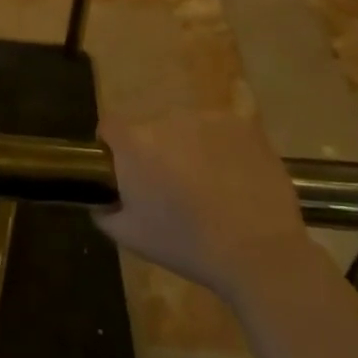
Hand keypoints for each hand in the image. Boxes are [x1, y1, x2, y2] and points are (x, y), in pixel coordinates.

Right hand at [93, 111, 308, 299]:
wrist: (257, 254)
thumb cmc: (186, 245)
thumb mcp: (130, 236)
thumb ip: (104, 210)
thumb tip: (99, 199)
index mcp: (134, 144)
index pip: (109, 127)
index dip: (113, 147)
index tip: (125, 171)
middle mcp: (166, 120)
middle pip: (151, 127)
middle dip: (157, 151)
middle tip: (172, 186)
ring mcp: (207, 118)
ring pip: (188, 125)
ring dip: (191, 143)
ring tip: (211, 181)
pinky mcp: (244, 124)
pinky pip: (237, 103)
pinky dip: (234, 110)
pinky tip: (236, 116)